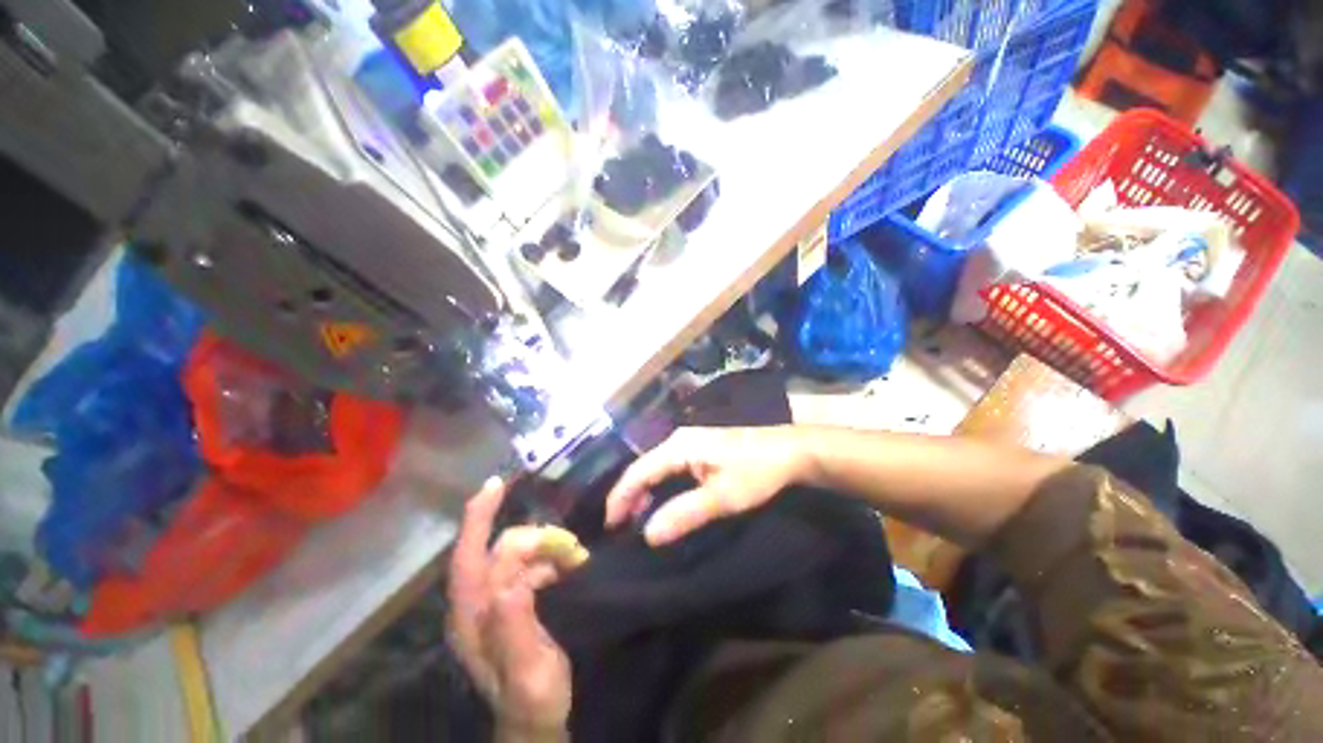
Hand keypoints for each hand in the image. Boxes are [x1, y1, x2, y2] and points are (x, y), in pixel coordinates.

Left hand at [448, 478, 578, 736]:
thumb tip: (510, 582)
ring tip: (576, 559)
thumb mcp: (528, 673)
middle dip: (537, 542)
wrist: (537, 720)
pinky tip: (569, 566)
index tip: (496, 484)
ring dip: (548, 550)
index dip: (479, 518)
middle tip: (572, 551)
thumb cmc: (533, 700)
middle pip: (500, 551)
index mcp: (473, 618)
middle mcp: (477, 603)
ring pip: (518, 556)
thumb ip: (514, 629)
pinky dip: (551, 559)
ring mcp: (495, 601)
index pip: (468, 556)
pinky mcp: (512, 601)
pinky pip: (531, 566)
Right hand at [605, 426, 813, 545]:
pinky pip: (669, 465)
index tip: (610, 527)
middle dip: (628, 495)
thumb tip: (647, 535)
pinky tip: (660, 499)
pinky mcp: (700, 446)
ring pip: (656, 466)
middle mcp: (679, 439)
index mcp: (679, 446)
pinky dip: (659, 484)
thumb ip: (684, 514)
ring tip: (635, 517)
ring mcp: (690, 440)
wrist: (790, 450)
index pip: (638, 471)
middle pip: (643, 466)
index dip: (620, 498)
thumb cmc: (756, 472)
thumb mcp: (721, 498)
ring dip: (643, 490)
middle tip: (620, 526)